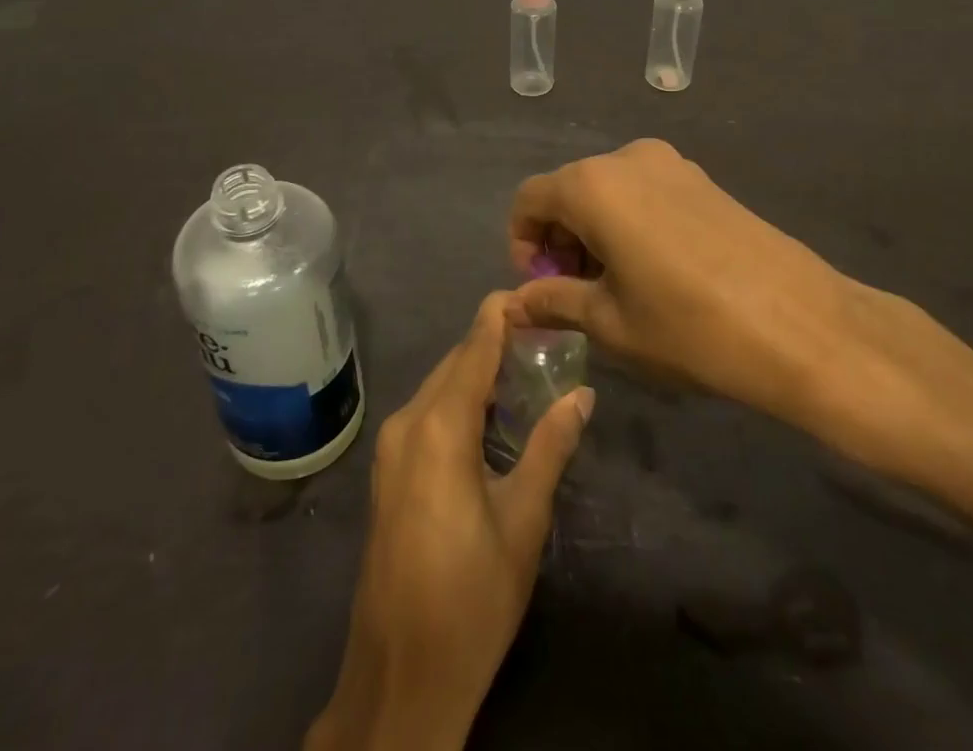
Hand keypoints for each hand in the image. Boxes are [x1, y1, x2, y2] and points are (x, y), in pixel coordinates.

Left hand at [305, 293, 593, 750]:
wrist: (400, 678)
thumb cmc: (471, 598)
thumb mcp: (523, 520)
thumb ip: (551, 446)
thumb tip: (583, 394)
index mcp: (440, 427)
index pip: (474, 348)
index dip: (500, 315)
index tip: (532, 293)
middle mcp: (408, 422)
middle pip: (456, 363)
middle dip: (494, 342)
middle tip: (545, 335)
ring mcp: (391, 448)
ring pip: (440, 386)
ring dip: (478, 371)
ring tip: (528, 367)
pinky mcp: (388, 471)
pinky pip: (427, 412)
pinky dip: (460, 399)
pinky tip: (492, 413)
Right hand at [505, 140, 972, 488]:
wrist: (801, 324)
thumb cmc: (688, 326)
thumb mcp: (610, 322)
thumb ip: (553, 301)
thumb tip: (514, 306)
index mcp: (593, 184)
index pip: (529, 199)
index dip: (522, 243)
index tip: (541, 288)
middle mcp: (627, 158)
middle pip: (568, 190)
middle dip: (560, 239)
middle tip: (575, 294)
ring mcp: (671, 163)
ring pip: (608, 191)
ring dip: (595, 232)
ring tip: (616, 288)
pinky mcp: (703, 179)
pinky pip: (644, 192)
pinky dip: (629, 223)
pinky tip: (655, 271)